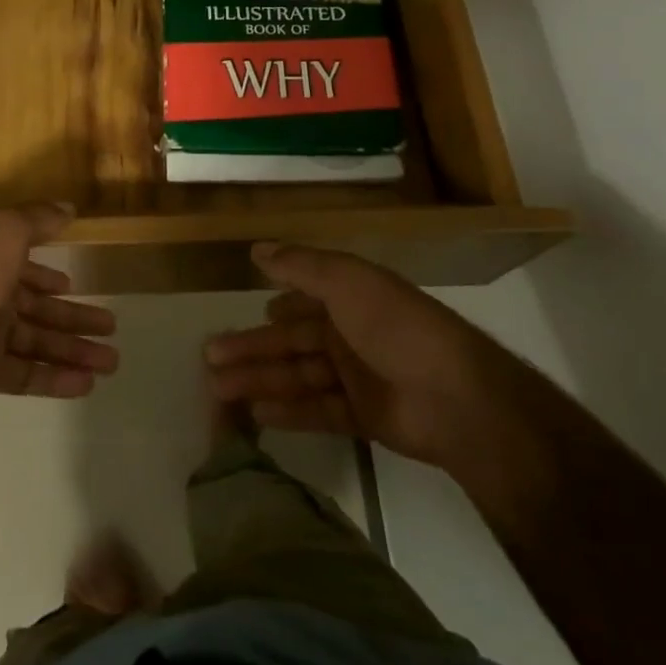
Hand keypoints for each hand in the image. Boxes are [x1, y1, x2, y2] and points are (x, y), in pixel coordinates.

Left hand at [0, 204, 118, 408]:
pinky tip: (88, 384)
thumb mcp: (6, 229)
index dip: (45, 276)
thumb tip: (68, 207)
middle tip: (111, 325)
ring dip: (75, 351)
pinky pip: (27, 375)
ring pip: (38, 344)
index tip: (70, 285)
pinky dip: (56, 379)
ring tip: (113, 361)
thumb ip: (38, 218)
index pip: (22, 269)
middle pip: (38, 310)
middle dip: (74, 318)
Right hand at [205, 242, 509, 465]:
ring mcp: (357, 377)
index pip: (301, 300)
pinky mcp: (364, 416)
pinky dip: (289, 411)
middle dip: (252, 348)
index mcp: (350, 298)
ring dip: (260, 380)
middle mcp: (351, 334)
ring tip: (217, 389)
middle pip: (291, 341)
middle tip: (209, 358)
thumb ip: (300, 265)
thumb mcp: (346, 281)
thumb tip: (256, 248)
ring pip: (298, 376)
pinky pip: (318, 409)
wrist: (456, 397)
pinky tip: (256, 413)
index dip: (272, 309)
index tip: (239, 316)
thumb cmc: (396, 326)